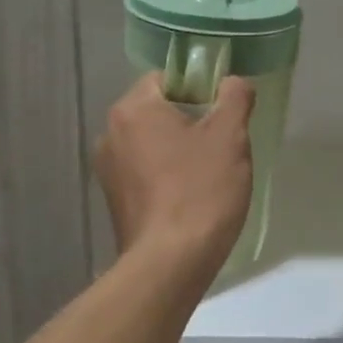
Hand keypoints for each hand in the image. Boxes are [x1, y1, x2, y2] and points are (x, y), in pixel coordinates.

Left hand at [96, 72, 255, 276]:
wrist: (171, 263)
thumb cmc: (201, 190)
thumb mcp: (230, 136)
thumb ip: (235, 97)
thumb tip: (233, 81)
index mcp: (133, 109)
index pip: (167, 78)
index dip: (200, 89)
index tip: (224, 113)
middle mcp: (111, 134)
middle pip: (158, 111)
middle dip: (192, 121)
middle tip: (223, 144)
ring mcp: (108, 170)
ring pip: (153, 143)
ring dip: (180, 150)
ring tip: (210, 174)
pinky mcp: (114, 200)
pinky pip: (145, 172)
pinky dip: (167, 176)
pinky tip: (190, 197)